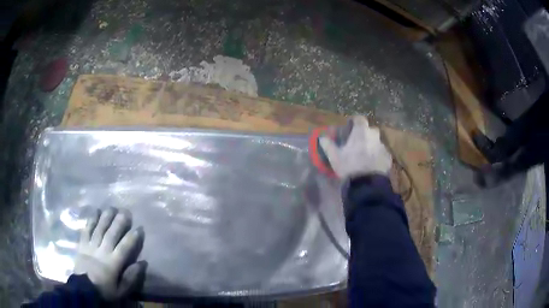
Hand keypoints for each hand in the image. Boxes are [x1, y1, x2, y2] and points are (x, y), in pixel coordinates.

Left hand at [74, 207, 145, 299]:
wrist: (83, 289)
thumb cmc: (104, 291)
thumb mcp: (121, 291)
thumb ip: (131, 277)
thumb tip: (142, 263)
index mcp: (113, 263)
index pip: (124, 247)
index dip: (132, 237)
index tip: (139, 228)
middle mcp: (102, 251)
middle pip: (111, 234)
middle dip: (119, 222)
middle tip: (126, 211)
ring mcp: (91, 246)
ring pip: (99, 229)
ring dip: (106, 217)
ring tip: (112, 207)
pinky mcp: (82, 244)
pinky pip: (87, 230)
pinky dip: (91, 220)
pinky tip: (96, 211)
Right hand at [319, 116, 391, 178]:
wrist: (368, 184)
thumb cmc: (350, 166)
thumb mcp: (335, 157)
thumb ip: (328, 145)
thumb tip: (321, 137)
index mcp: (361, 132)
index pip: (359, 119)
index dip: (354, 122)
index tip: (349, 128)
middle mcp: (374, 135)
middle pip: (370, 130)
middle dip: (364, 134)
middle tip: (357, 143)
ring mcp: (383, 146)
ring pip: (376, 142)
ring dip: (371, 145)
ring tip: (364, 156)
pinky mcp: (388, 157)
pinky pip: (381, 153)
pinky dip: (377, 156)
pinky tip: (372, 164)